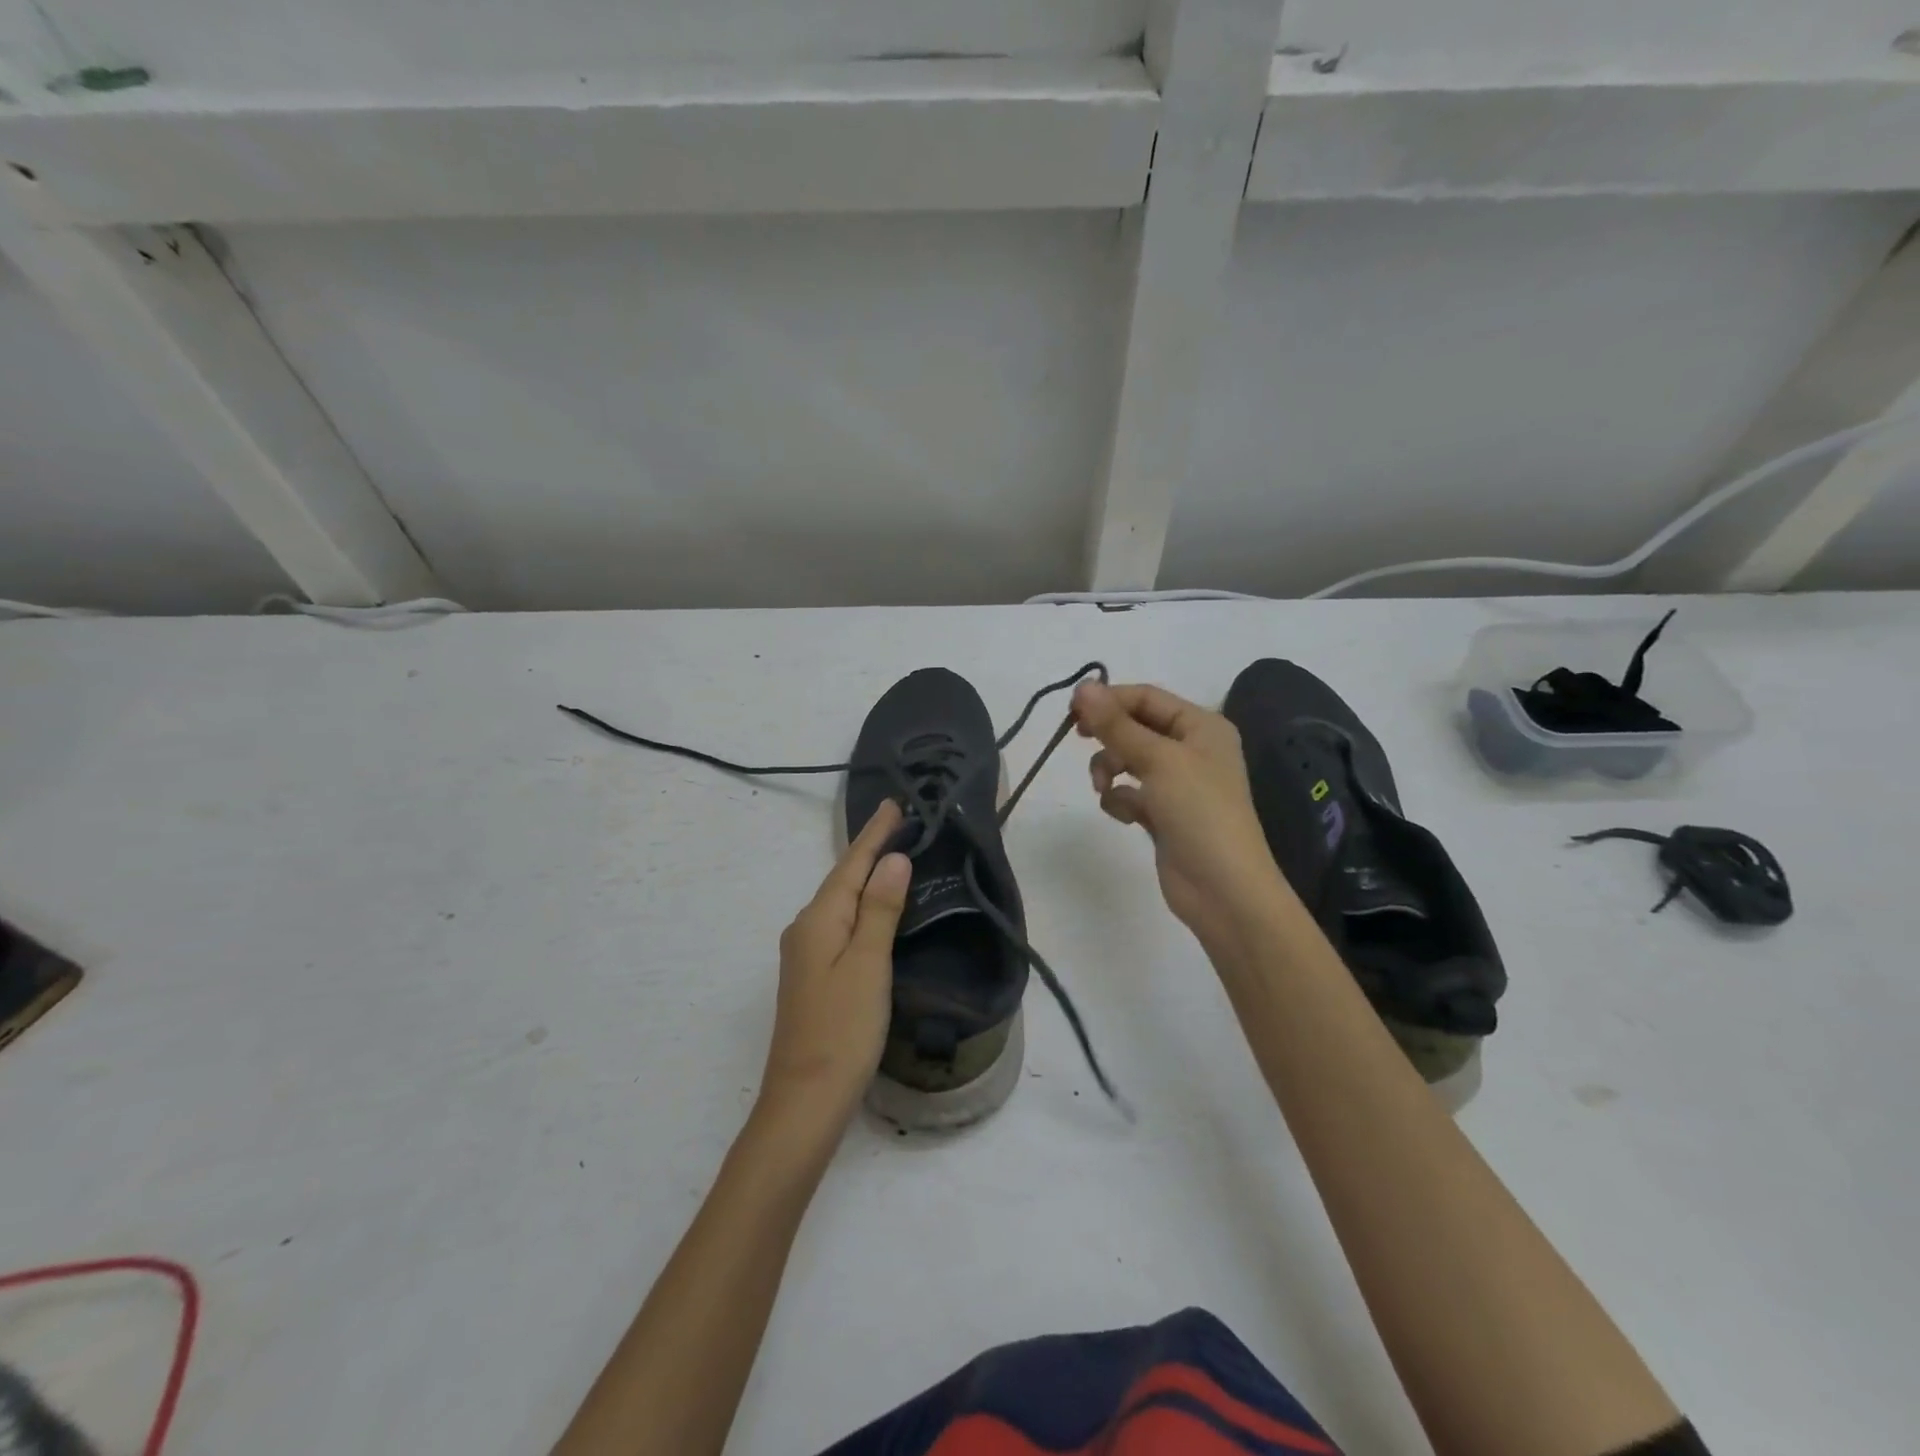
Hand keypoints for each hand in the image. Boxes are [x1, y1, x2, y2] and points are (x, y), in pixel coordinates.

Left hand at [761, 800, 911, 1124]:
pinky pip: (840, 923)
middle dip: (870, 850)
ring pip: (841, 902)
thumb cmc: (842, 1029)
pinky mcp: (813, 975)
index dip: (874, 835)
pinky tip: (873, 908)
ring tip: (892, 854)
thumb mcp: (868, 964)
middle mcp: (806, 929)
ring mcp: (806, 954)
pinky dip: (861, 906)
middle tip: (899, 822)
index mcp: (819, 920)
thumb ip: (880, 910)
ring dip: (865, 877)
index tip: (893, 803)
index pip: (852, 865)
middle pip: (843, 879)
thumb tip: (892, 860)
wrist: (805, 1100)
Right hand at [1073, 680, 1295, 950]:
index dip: (1109, 699)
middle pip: (1136, 727)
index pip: (1147, 697)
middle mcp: (1192, 749)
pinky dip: (1121, 800)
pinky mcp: (1164, 815)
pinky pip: (1130, 793)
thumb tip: (1082, 686)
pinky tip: (1125, 816)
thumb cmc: (1199, 812)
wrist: (1223, 889)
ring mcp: (1178, 784)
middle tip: (1078, 739)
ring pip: (1128, 760)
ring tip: (1104, 788)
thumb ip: (1116, 725)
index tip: (1071, 711)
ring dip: (1110, 769)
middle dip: (1108, 736)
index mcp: (1202, 727)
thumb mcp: (1157, 760)